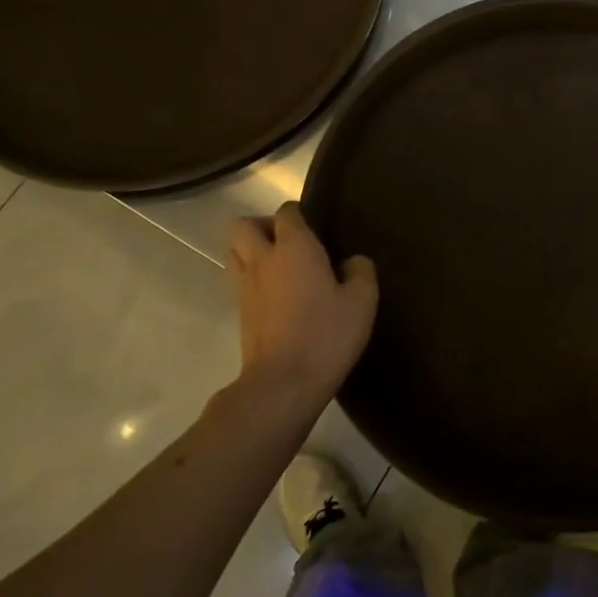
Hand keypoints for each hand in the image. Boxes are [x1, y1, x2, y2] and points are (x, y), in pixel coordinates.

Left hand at [228, 202, 376, 409]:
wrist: (282, 384)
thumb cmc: (326, 335)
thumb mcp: (362, 301)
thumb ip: (361, 272)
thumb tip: (353, 261)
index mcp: (294, 247)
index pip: (286, 212)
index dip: (299, 213)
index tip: (317, 226)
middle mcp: (263, 260)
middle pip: (244, 225)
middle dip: (264, 226)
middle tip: (292, 242)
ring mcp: (245, 287)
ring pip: (235, 252)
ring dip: (253, 251)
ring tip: (282, 267)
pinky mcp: (240, 313)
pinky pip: (240, 280)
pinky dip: (254, 279)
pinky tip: (280, 296)